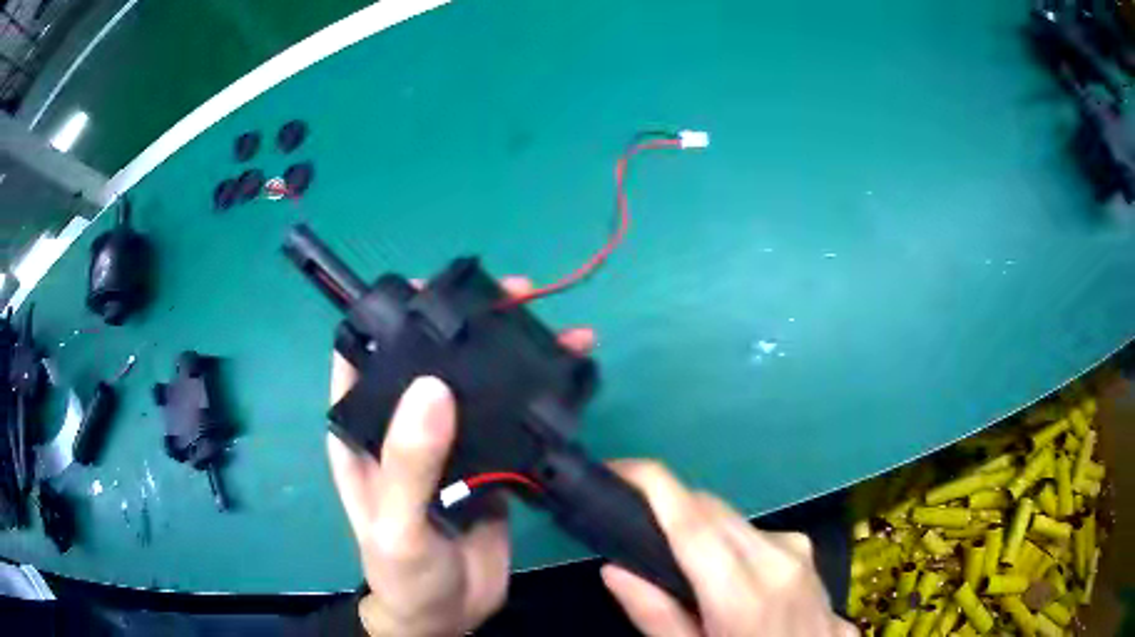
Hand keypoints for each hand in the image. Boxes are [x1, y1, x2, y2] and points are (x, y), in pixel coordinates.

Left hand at [326, 276, 594, 636]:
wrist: (447, 615)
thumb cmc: (403, 574)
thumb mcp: (396, 525)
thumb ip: (408, 463)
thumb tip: (434, 385)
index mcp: (365, 429)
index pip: (365, 353)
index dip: (390, 315)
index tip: (432, 289)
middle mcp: (405, 425)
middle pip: (432, 359)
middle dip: (469, 326)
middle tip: (514, 297)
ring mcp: (450, 442)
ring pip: (477, 386)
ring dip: (512, 358)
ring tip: (559, 333)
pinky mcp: (488, 463)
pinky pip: (509, 422)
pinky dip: (536, 401)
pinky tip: (565, 383)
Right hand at [601, 461, 857, 636]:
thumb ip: (657, 617)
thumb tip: (615, 569)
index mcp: (745, 594)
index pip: (692, 522)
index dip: (654, 484)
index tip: (618, 467)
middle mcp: (778, 559)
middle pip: (712, 510)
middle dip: (670, 504)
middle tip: (634, 523)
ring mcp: (799, 552)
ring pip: (734, 520)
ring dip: (700, 527)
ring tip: (678, 562)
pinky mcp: (808, 552)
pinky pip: (756, 533)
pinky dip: (729, 541)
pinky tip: (725, 573)